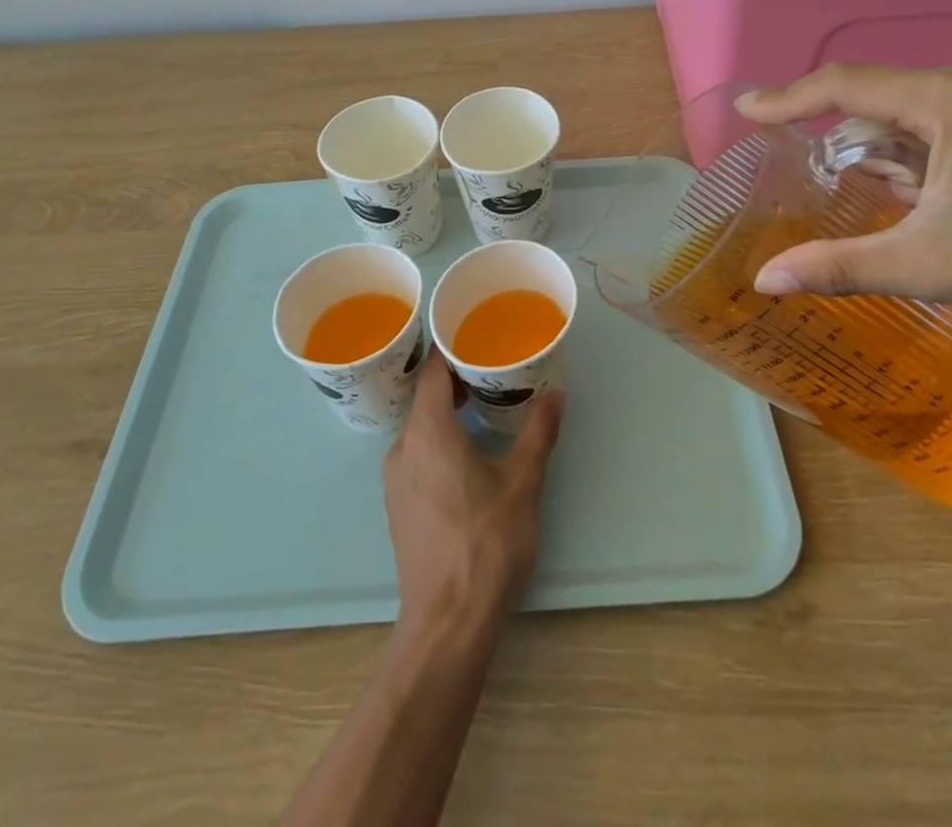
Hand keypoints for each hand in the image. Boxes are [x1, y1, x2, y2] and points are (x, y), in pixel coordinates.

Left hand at [383, 353, 564, 633]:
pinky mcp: (398, 504)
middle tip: (491, 363)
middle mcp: (403, 446)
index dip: (451, 346)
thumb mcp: (522, 481)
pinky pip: (417, 452)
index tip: (476, 331)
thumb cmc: (485, 541)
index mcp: (428, 430)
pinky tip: (466, 449)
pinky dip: (439, 437)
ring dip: (447, 409)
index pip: (433, 370)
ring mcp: (396, 478)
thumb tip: (556, 394)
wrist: (447, 621)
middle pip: (425, 395)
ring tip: (483, 402)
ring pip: (420, 426)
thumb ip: (539, 431)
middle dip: (456, 377)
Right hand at [737, 62, 951, 317]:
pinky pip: (943, 116)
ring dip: (888, 149)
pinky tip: (930, 191)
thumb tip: (766, 281)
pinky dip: (919, 149)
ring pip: (912, 108)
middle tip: (822, 178)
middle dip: (849, 140)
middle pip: (881, 97)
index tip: (746, 110)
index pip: (849, 85)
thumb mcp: (927, 264)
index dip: (790, 98)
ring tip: (899, 201)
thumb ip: (839, 266)